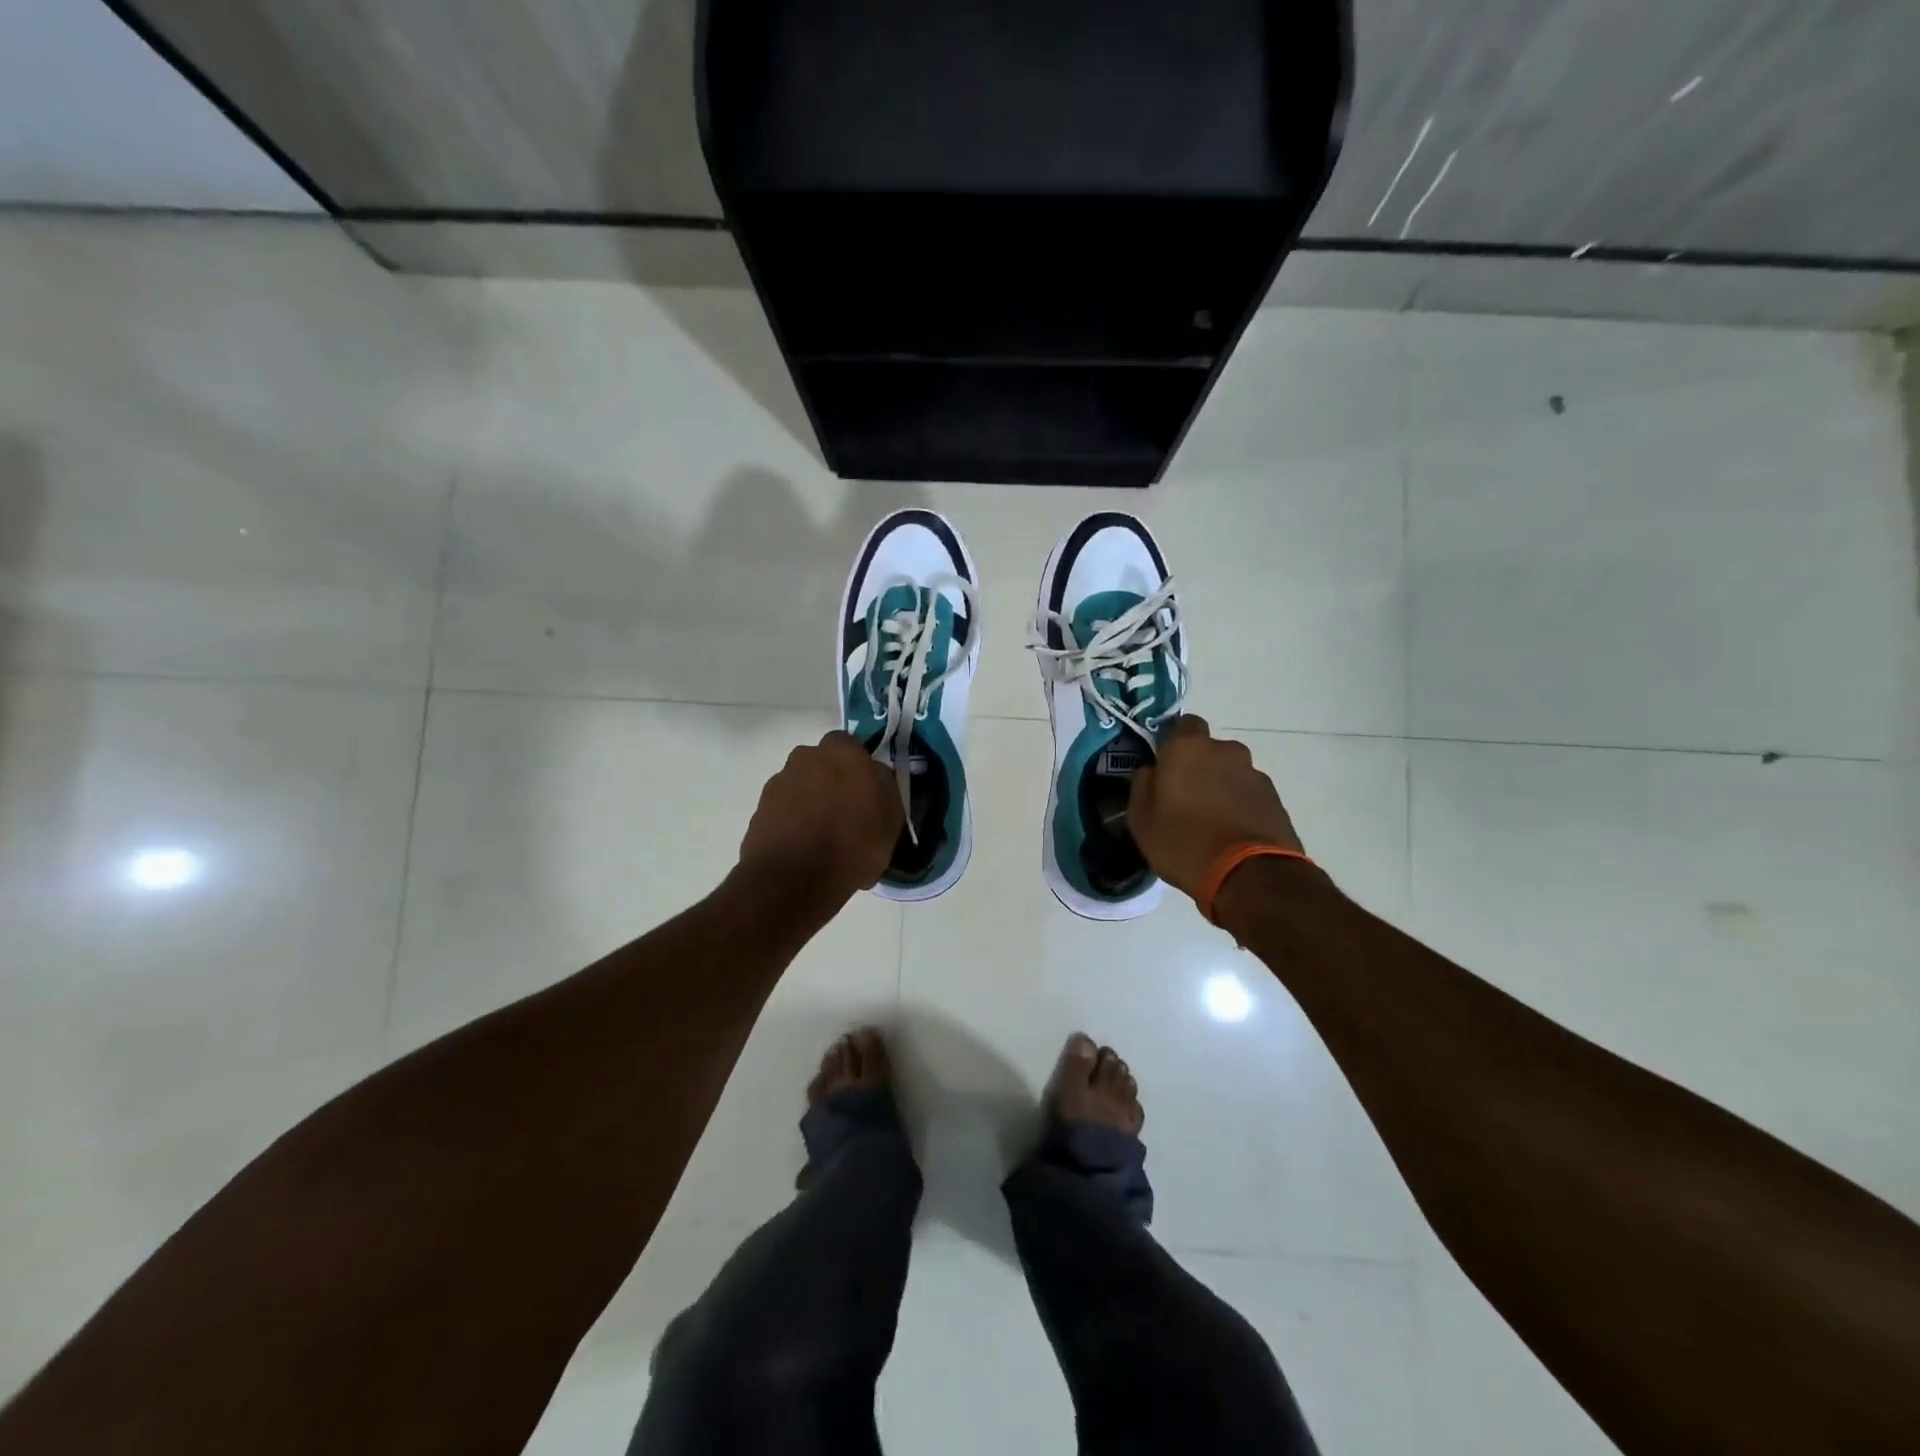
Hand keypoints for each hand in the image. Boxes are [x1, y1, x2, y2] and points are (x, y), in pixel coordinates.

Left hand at [739, 731, 902, 898]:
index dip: (859, 768)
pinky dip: (793, 824)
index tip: (867, 792)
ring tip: (825, 839)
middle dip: (832, 782)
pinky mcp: (758, 811)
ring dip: (811, 803)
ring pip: (802, 787)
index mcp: (841, 752)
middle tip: (847, 814)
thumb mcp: (891, 818)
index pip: (851, 746)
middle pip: (822, 765)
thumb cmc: (853, 844)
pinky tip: (805, 851)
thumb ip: (884, 787)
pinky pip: (784, 812)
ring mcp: (778, 783)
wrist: (793, 880)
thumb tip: (874, 776)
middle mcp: (805, 758)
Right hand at [1129, 715, 1306, 899]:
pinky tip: (1230, 833)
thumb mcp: (1141, 820)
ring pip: (1230, 773)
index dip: (1173, 742)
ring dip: (1220, 788)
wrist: (1249, 876)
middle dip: (1198, 767)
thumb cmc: (1183, 842)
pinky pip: (1248, 794)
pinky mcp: (1275, 798)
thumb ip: (1142, 785)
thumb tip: (1152, 770)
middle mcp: (1225, 750)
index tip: (1164, 766)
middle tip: (1184, 798)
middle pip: (1208, 750)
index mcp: (1187, 748)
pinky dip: (1239, 806)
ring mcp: (1254, 773)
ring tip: (1210, 822)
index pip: (1182, 724)